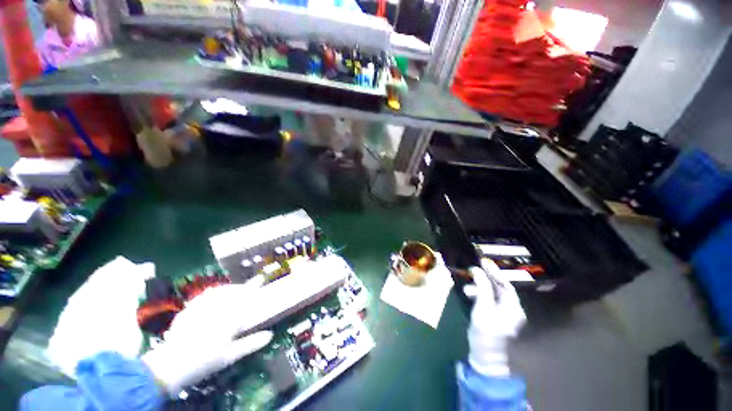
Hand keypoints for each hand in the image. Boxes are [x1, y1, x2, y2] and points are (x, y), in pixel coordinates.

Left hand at [142, 276, 273, 396]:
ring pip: (219, 290)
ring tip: (233, 291)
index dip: (254, 285)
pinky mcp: (189, 309)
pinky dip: (214, 293)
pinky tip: (213, 297)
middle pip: (232, 291)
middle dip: (242, 287)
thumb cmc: (205, 361)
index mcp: (229, 317)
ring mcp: (200, 306)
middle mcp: (216, 307)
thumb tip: (269, 335)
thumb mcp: (231, 355)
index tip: (261, 277)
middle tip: (248, 289)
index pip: (246, 296)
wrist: (170, 366)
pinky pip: (205, 295)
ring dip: (229, 288)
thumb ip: (251, 343)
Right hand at [463, 262, 525, 376]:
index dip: (494, 272)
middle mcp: (511, 308)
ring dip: (479, 288)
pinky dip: (478, 295)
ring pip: (491, 294)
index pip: (505, 284)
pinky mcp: (494, 316)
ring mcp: (503, 313)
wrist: (485, 355)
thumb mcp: (483, 307)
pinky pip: (487, 300)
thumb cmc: (486, 332)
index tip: (483, 261)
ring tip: (466, 289)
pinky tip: (469, 294)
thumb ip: (481, 287)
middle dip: (485, 279)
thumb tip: (476, 270)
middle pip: (499, 288)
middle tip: (472, 269)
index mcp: (513, 307)